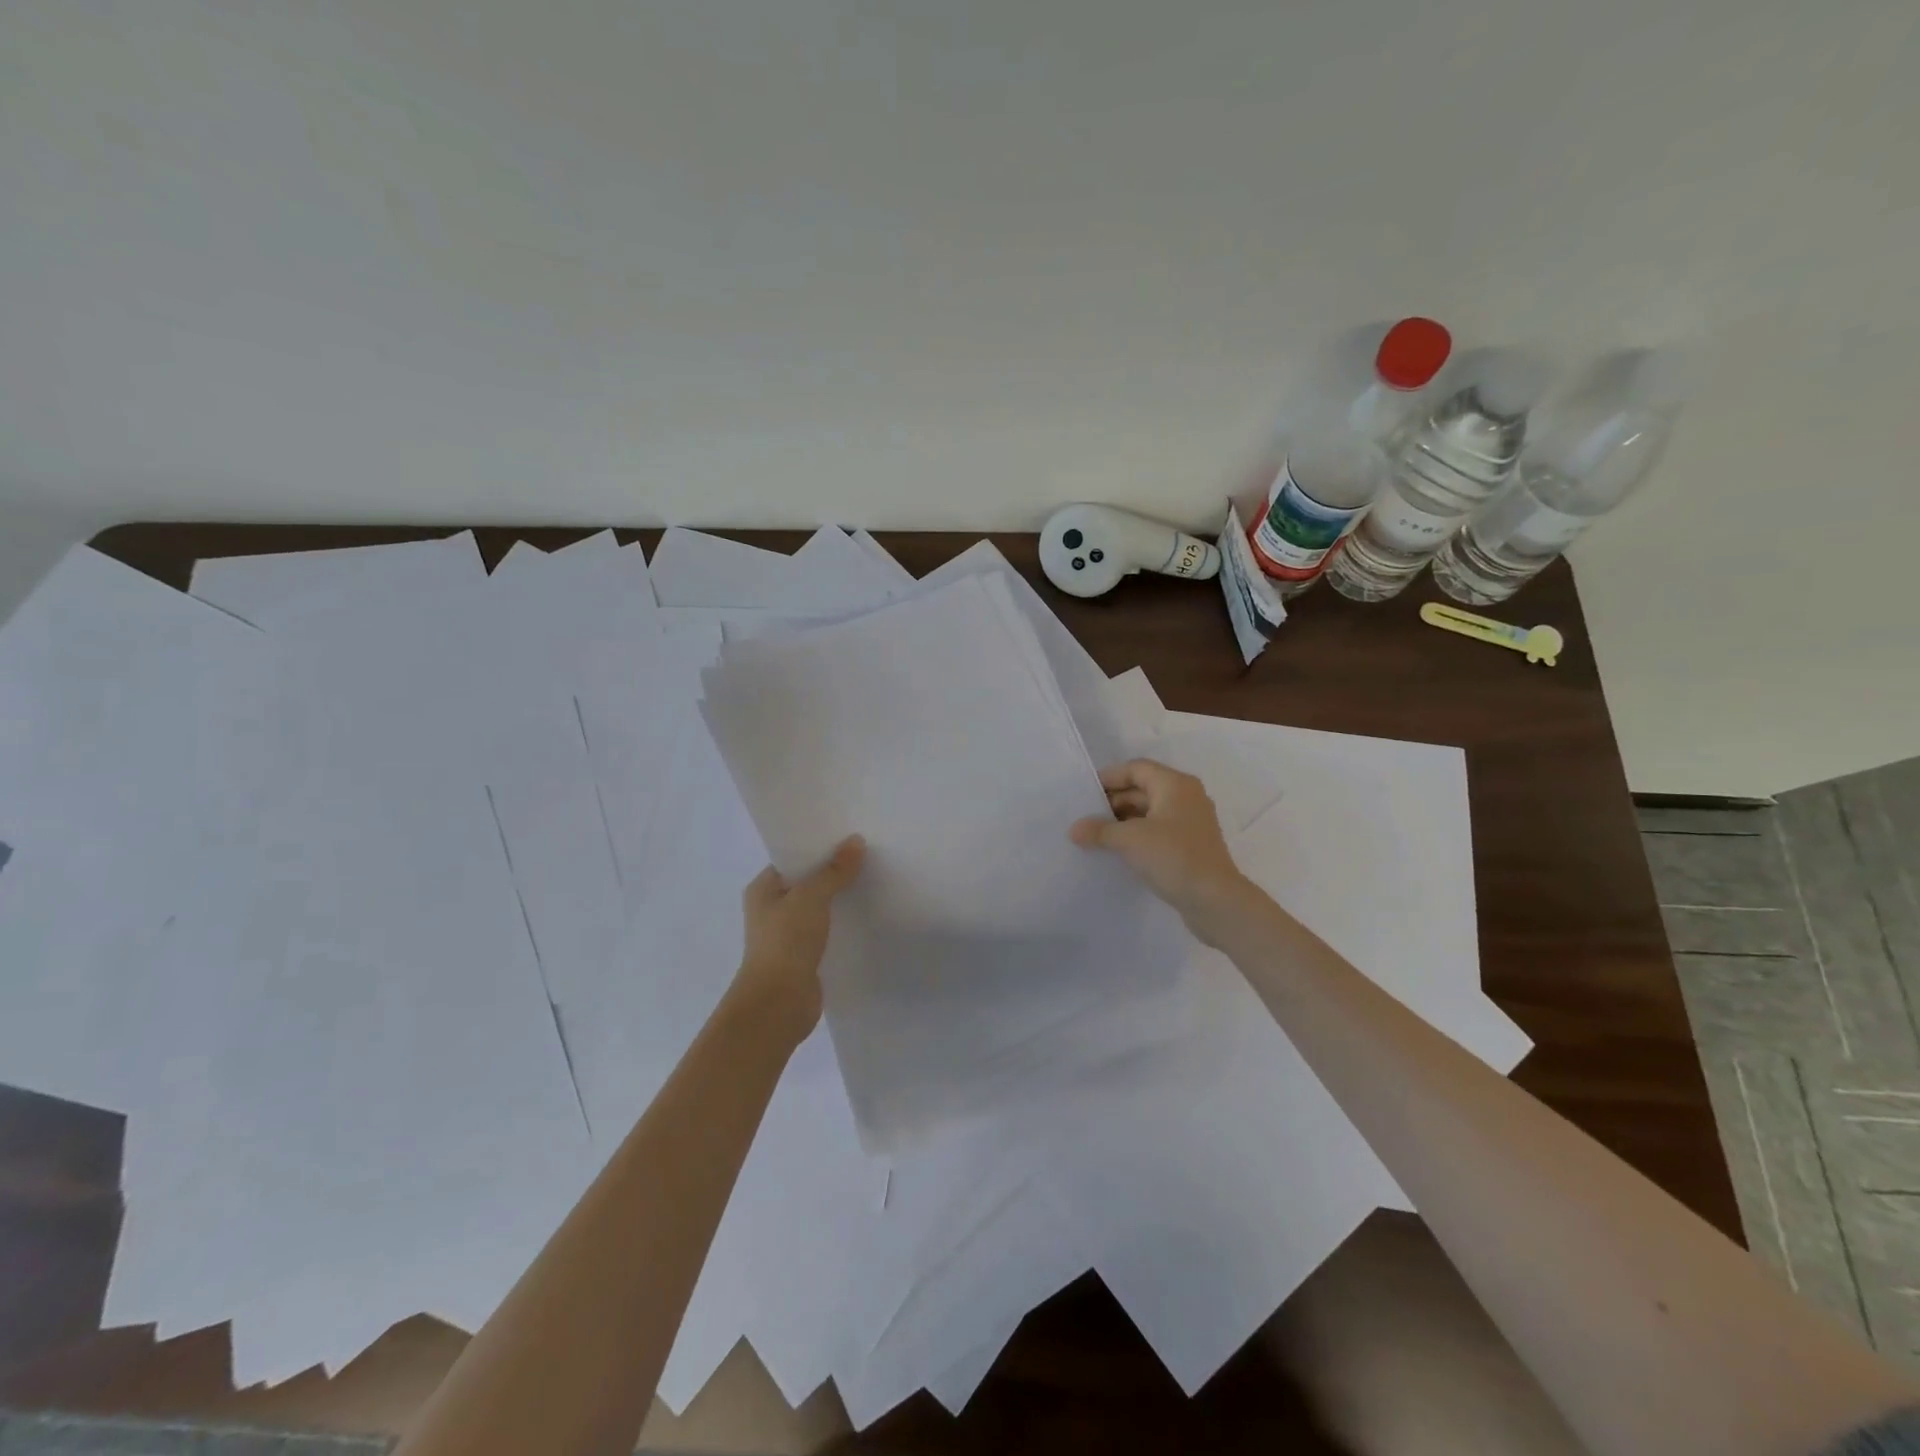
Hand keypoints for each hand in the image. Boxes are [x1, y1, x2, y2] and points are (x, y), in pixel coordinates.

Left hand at [730, 835, 865, 1040]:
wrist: (778, 1004)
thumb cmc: (786, 942)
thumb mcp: (811, 897)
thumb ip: (834, 870)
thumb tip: (856, 841)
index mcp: (763, 889)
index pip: (793, 860)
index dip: (819, 848)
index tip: (849, 837)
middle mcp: (772, 909)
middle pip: (808, 883)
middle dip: (834, 872)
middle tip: (868, 856)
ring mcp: (788, 935)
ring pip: (819, 908)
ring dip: (840, 899)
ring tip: (873, 881)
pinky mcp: (804, 957)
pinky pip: (827, 931)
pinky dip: (843, 924)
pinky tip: (867, 916)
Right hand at [1070, 760, 1250, 941]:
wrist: (1215, 901)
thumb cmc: (1173, 857)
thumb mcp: (1129, 840)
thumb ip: (1099, 830)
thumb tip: (1074, 829)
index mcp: (1175, 785)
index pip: (1136, 768)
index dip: (1109, 777)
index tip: (1084, 793)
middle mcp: (1186, 797)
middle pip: (1143, 789)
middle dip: (1113, 801)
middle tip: (1085, 817)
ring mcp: (1191, 823)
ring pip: (1150, 812)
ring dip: (1123, 821)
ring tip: (1096, 835)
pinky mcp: (1191, 846)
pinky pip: (1158, 831)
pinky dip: (1137, 836)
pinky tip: (1118, 851)